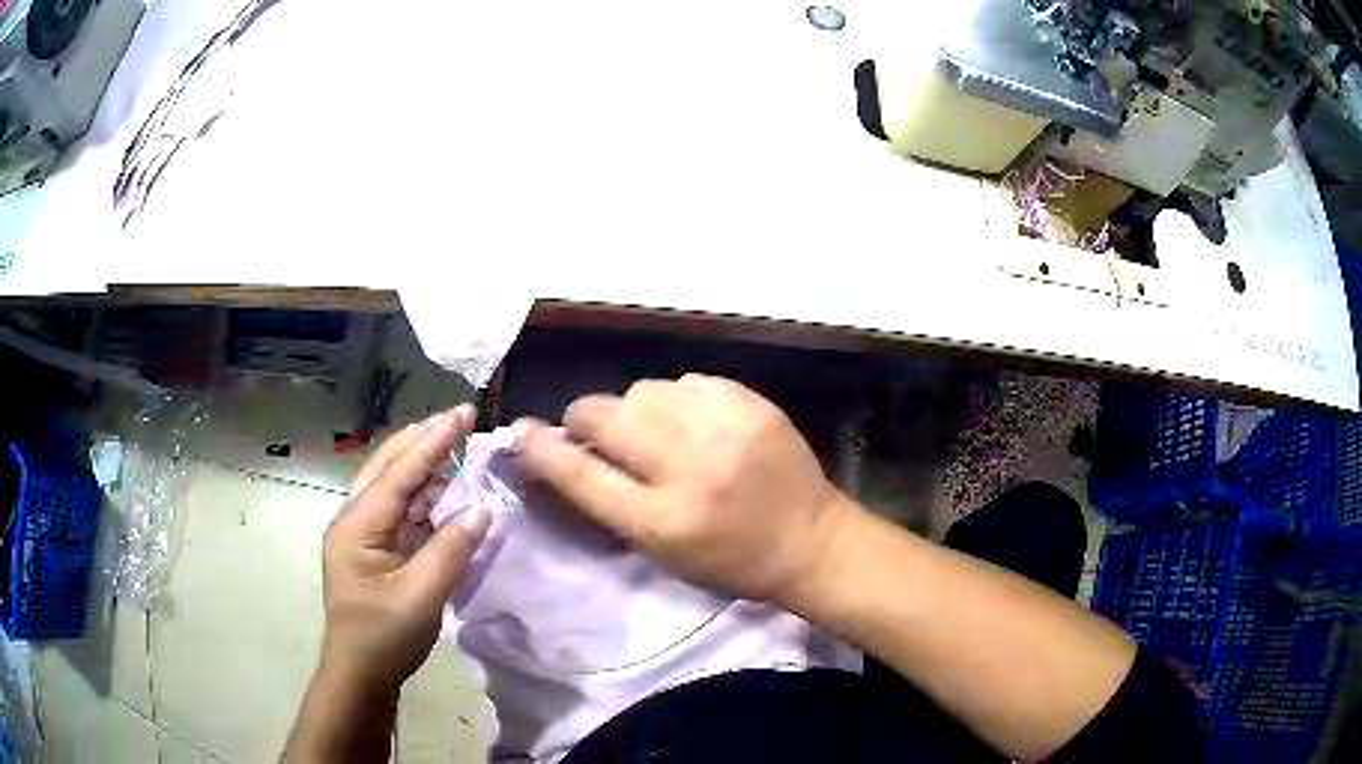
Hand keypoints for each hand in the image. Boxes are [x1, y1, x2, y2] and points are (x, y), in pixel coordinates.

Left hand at [319, 405, 490, 695]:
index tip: (463, 413)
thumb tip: (482, 507)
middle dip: (422, 439)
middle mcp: (353, 519)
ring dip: (420, 462)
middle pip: (387, 466)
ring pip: (390, 484)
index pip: (399, 472)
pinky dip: (420, 493)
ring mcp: (360, 534)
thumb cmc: (384, 637)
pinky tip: (440, 489)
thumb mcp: (422, 597)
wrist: (359, 675)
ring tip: (453, 443)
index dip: (433, 442)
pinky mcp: (372, 550)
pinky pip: (397, 509)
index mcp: (357, 525)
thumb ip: (451, 549)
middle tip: (459, 418)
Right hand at [515, 374, 853, 603]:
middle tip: (591, 430)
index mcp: (664, 521)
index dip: (543, 451)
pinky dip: (677, 400)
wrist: (810, 539)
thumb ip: (610, 503)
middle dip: (585, 419)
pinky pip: (685, 382)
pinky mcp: (750, 402)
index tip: (521, 431)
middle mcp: (690, 468)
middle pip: (605, 416)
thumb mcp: (662, 552)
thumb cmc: (730, 561)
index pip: (583, 477)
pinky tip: (693, 421)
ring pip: (642, 389)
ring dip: (634, 409)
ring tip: (654, 431)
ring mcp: (724, 427)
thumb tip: (561, 455)